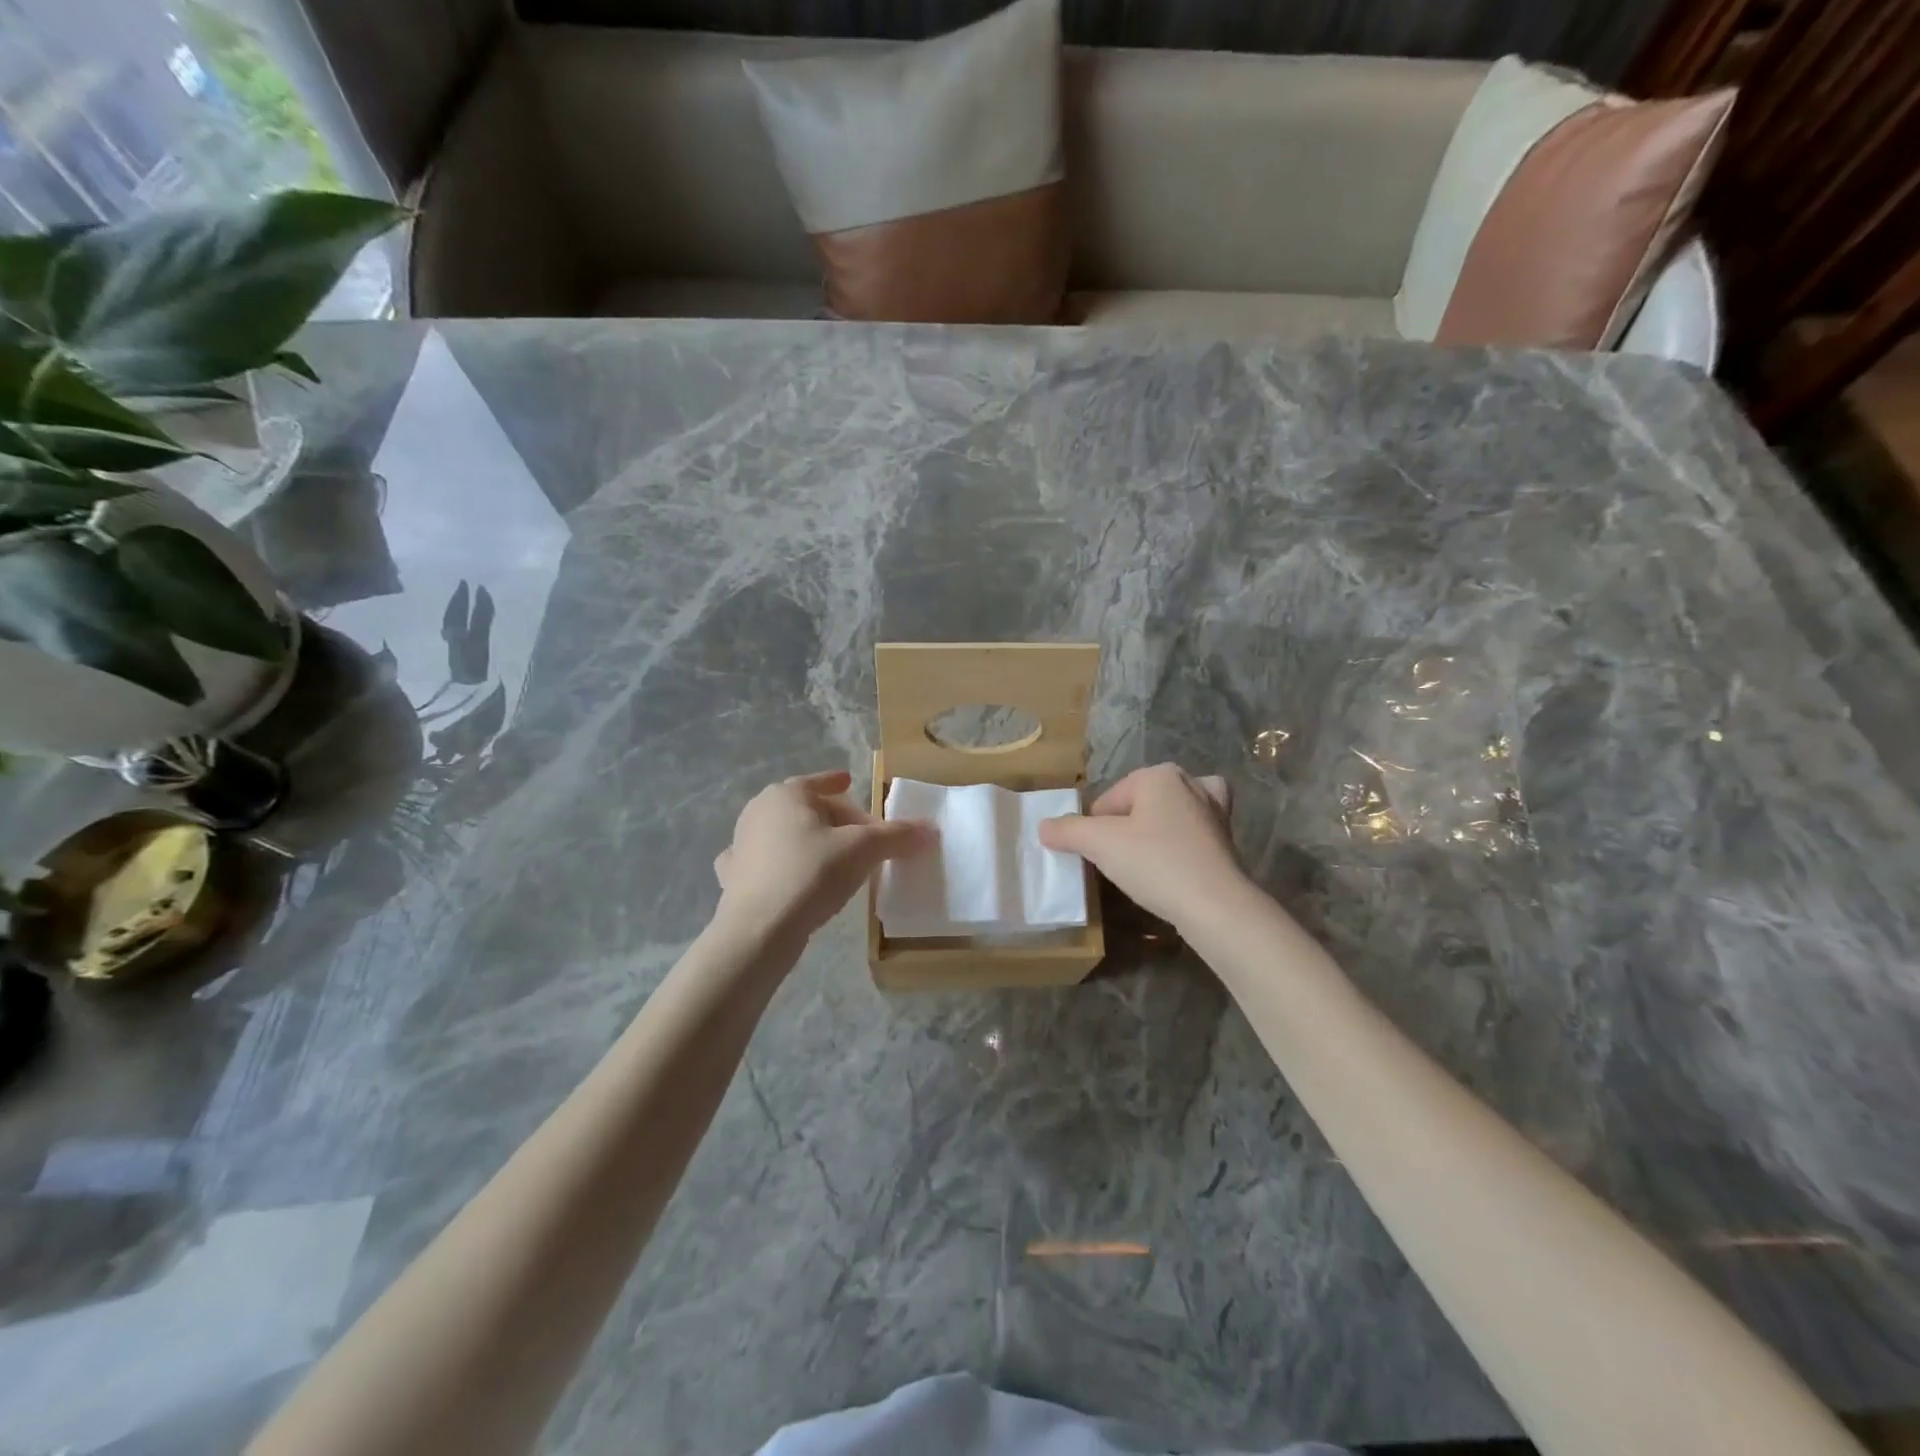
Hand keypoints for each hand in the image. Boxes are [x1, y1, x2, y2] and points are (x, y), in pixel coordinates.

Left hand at [713, 770, 931, 943]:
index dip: (838, 782)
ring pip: (786, 836)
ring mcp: (742, 846)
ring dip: (810, 843)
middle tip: (862, 837)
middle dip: (834, 819)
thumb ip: (897, 836)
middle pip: (807, 810)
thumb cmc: (810, 874)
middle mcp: (759, 812)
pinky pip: (767, 865)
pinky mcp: (735, 879)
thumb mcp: (863, 850)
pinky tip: (795, 881)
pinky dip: (783, 867)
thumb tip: (931, 830)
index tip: (850, 783)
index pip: (819, 782)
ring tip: (835, 860)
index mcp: (786, 795)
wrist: (758, 930)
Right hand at [1039, 763, 1250, 927]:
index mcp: (1158, 775)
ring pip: (1167, 816)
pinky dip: (1179, 843)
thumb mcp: (1100, 845)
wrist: (1216, 906)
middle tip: (1121, 861)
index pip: (1107, 802)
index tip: (1098, 858)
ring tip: (1145, 861)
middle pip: (1137, 805)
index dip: (1094, 830)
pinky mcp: (1226, 839)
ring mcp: (1214, 810)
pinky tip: (1173, 863)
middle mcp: (1190, 782)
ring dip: (1153, 834)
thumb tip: (1043, 826)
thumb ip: (1068, 831)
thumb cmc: (1155, 864)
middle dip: (1124, 829)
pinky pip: (1190, 834)